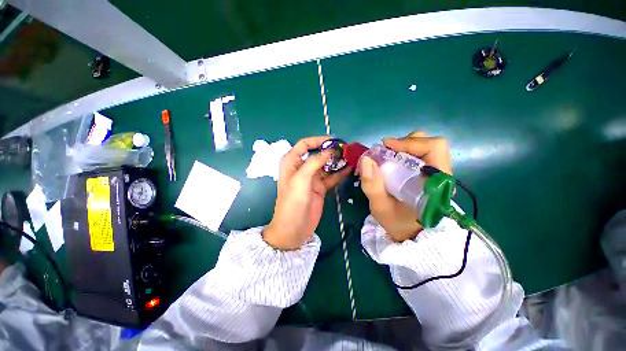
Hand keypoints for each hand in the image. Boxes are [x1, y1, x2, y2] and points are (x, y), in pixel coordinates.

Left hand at [263, 137, 350, 249]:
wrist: (293, 229)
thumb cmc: (292, 203)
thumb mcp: (301, 179)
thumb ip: (314, 162)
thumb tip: (330, 151)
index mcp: (292, 162)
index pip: (305, 144)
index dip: (319, 140)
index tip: (334, 141)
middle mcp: (302, 167)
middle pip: (318, 154)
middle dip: (331, 151)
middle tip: (347, 150)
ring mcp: (312, 178)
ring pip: (326, 165)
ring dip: (337, 161)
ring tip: (351, 158)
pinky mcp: (320, 187)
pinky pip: (331, 177)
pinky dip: (340, 173)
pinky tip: (350, 169)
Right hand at [358, 131, 451, 241]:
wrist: (409, 234)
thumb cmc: (397, 223)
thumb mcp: (380, 207)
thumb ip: (372, 186)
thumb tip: (366, 159)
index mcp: (436, 184)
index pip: (433, 148)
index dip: (409, 143)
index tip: (385, 147)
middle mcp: (441, 175)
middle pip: (430, 144)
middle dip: (405, 144)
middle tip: (385, 152)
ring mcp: (436, 174)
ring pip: (424, 148)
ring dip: (404, 148)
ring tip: (388, 157)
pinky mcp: (429, 174)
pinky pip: (419, 155)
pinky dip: (403, 153)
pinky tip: (392, 163)